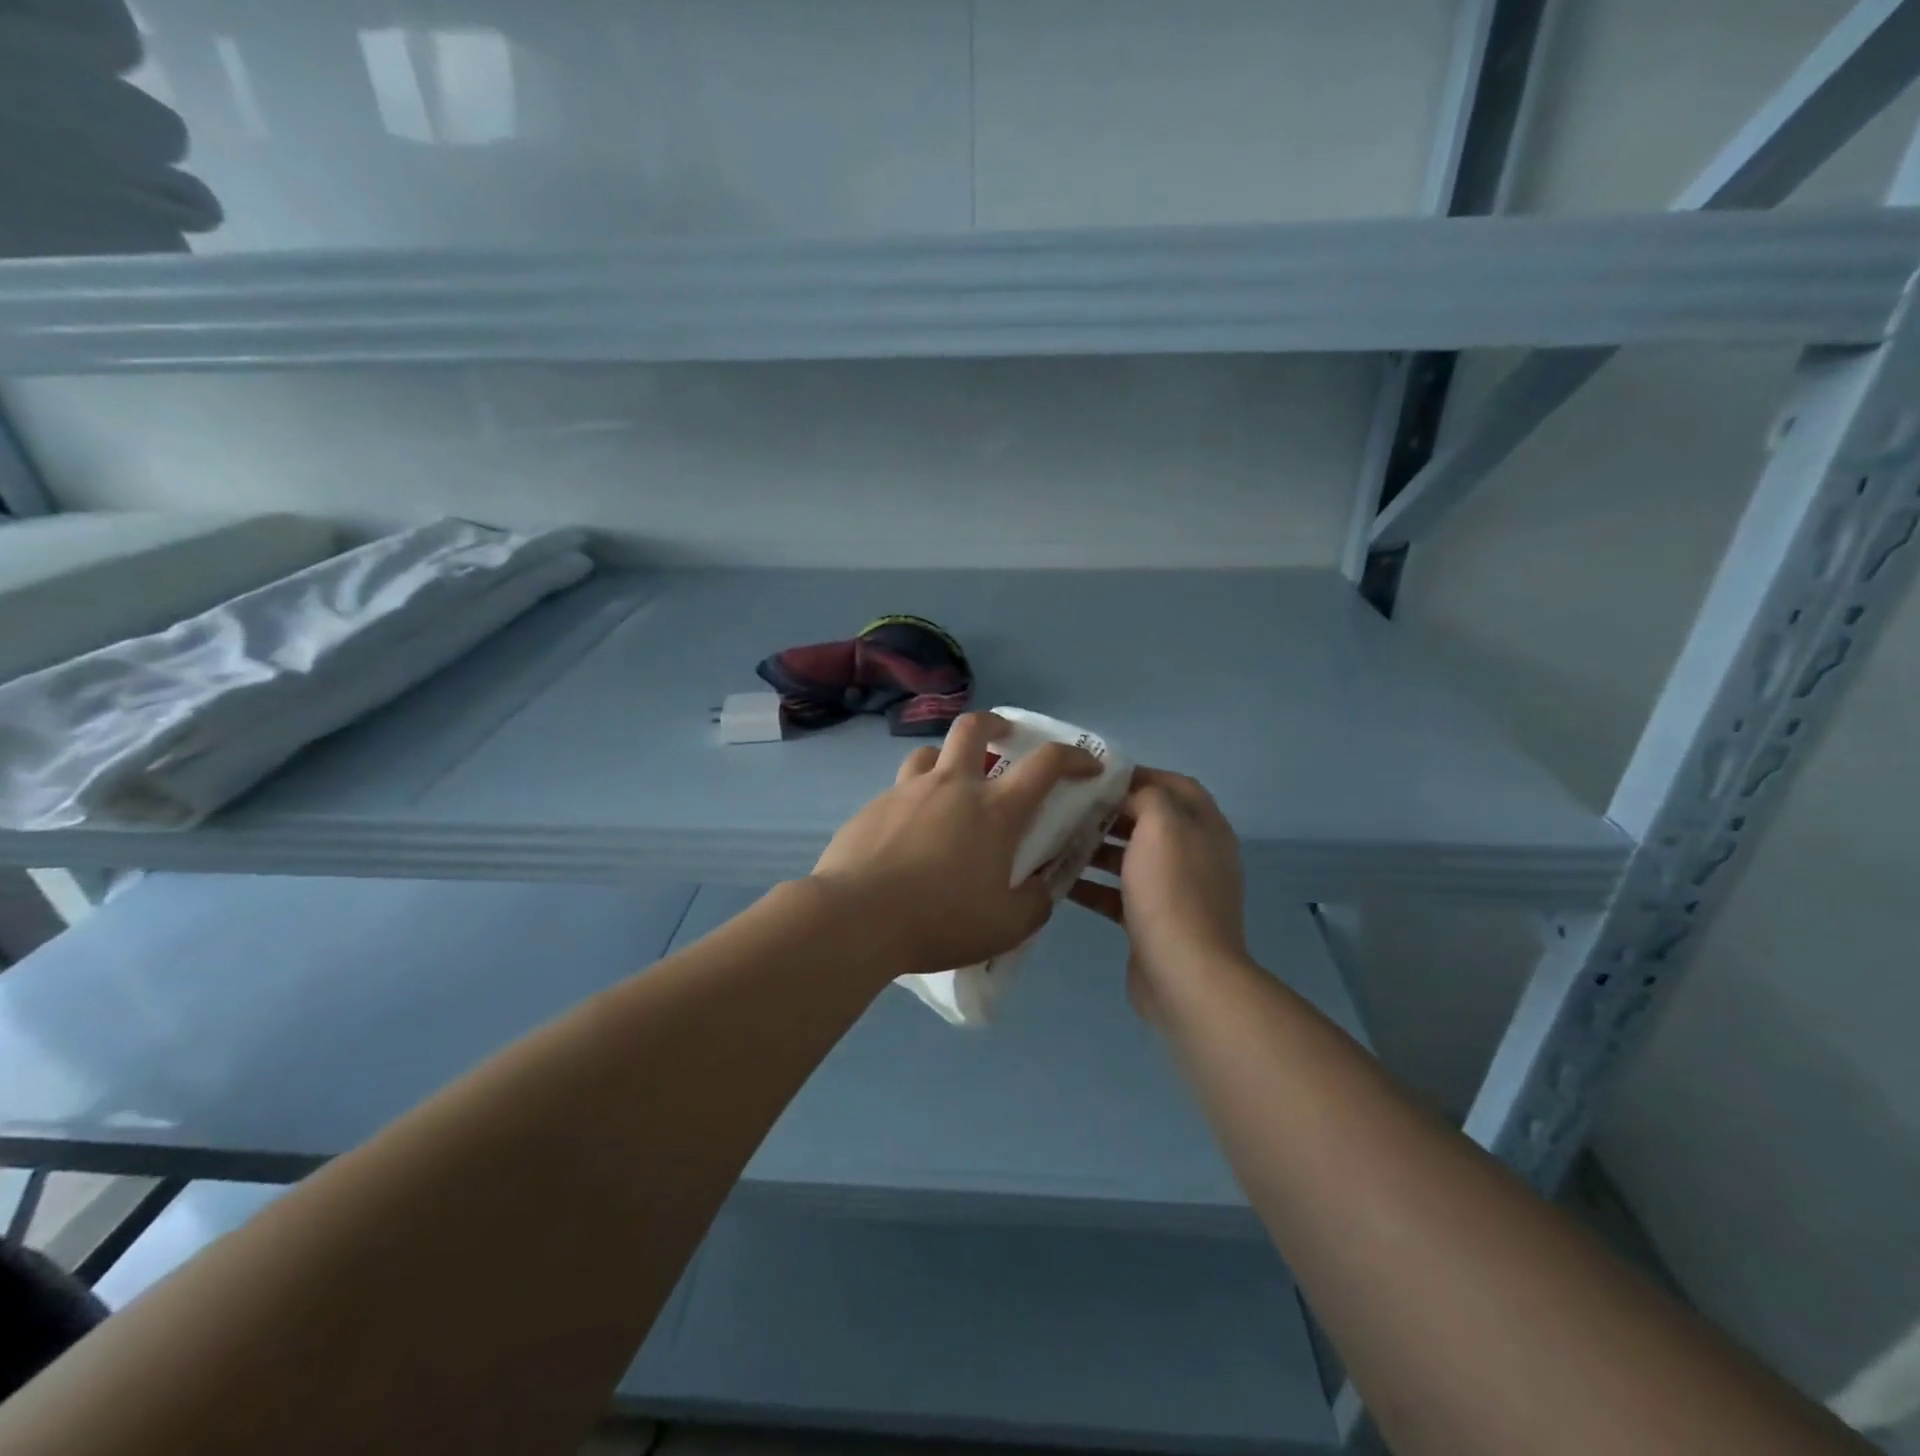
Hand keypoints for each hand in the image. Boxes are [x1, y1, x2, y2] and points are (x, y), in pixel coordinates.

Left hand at [810, 712, 1102, 977]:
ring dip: (948, 759)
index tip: (1086, 765)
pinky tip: (909, 832)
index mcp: (994, 810)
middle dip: (996, 724)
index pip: (1045, 764)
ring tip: (951, 787)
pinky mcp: (872, 807)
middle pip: (974, 727)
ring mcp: (907, 791)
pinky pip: (900, 789)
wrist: (857, 918)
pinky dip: (915, 798)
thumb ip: (1035, 902)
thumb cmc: (941, 920)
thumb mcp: (1006, 926)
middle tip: (1004, 739)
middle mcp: (952, 786)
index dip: (1073, 756)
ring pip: (930, 753)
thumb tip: (1042, 886)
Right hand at [1069, 768, 1250, 1021]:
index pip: (1174, 785)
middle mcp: (1194, 854)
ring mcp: (1174, 891)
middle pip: (1148, 821)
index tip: (1096, 776)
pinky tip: (1059, 882)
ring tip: (1056, 840)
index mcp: (1204, 826)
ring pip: (1130, 858)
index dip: (1138, 775)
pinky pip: (1118, 894)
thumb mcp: (1161, 824)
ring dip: (1096, 848)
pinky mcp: (1152, 921)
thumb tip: (1129, 796)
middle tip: (1068, 807)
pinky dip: (1092, 885)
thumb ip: (1146, 796)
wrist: (1184, 974)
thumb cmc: (1171, 890)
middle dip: (1109, 812)